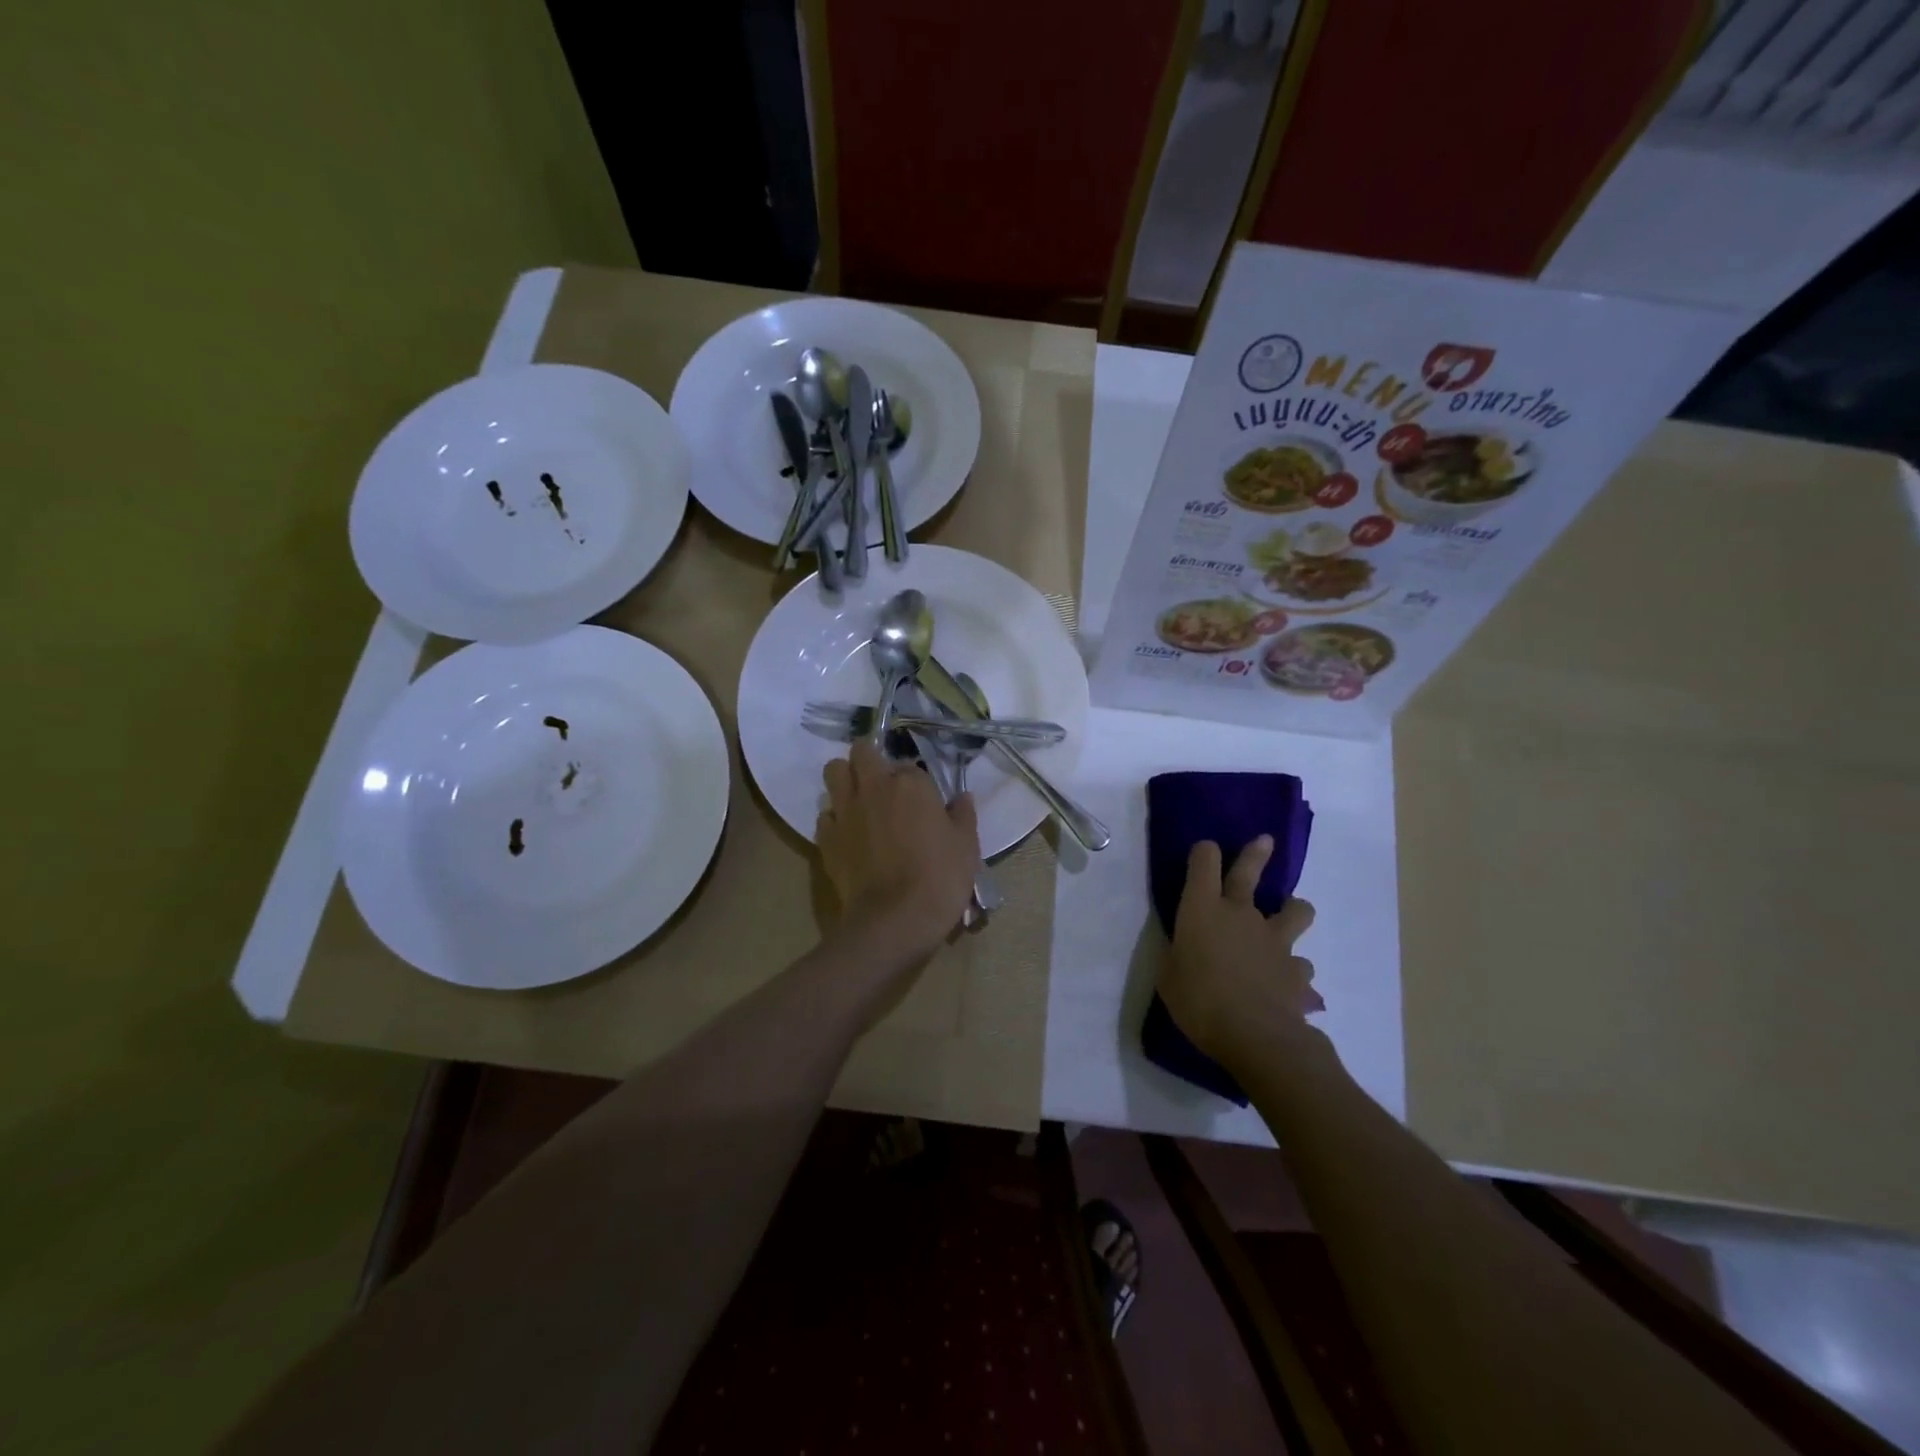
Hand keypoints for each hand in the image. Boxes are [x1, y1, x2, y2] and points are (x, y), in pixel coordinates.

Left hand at [817, 739, 980, 958]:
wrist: (895, 919)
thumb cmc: (940, 878)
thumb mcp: (966, 846)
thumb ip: (963, 815)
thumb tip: (962, 797)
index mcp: (910, 783)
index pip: (909, 764)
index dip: (914, 780)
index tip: (921, 799)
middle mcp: (873, 787)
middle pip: (861, 751)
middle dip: (869, 759)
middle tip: (882, 781)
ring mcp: (845, 811)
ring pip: (833, 772)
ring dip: (844, 778)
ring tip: (859, 798)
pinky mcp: (827, 837)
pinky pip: (825, 814)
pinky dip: (834, 818)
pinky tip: (848, 834)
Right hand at [1159, 837, 1322, 1069]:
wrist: (1256, 1037)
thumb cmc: (1199, 1002)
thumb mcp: (1169, 977)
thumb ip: (1178, 954)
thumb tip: (1185, 949)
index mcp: (1202, 909)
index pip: (1203, 862)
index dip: (1204, 852)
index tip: (1204, 852)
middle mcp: (1241, 914)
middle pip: (1250, 872)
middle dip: (1256, 853)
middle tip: (1265, 841)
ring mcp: (1275, 939)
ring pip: (1296, 910)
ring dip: (1293, 910)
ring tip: (1289, 917)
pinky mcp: (1298, 969)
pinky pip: (1300, 964)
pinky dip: (1294, 971)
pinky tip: (1288, 986)